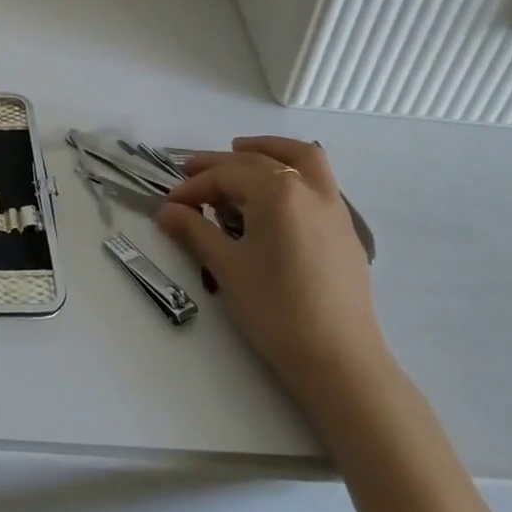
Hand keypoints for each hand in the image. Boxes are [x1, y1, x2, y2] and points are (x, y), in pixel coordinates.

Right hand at [157, 137, 381, 386]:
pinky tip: (274, 197)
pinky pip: (318, 181)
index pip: (227, 176)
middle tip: (191, 172)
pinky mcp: (345, 230)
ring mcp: (334, 207)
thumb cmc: (276, 310)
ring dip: (268, 150)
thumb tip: (166, 211)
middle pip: (259, 160)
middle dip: (222, 164)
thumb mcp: (227, 267)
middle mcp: (309, 188)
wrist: (339, 361)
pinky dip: (292, 172)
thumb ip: (194, 231)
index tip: (171, 203)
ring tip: (241, 153)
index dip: (194, 186)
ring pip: (302, 158)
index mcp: (278, 192)